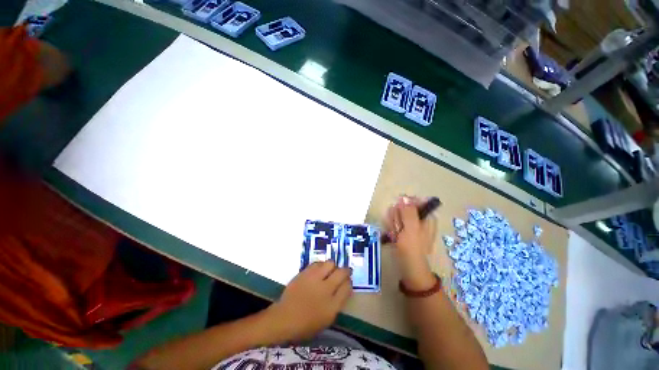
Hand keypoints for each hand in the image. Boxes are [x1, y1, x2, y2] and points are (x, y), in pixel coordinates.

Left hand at [267, 261, 351, 341]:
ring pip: (330, 263)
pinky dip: (321, 265)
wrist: (284, 318)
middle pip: (342, 273)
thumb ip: (337, 303)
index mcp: (332, 306)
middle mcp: (325, 289)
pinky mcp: (305, 273)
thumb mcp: (326, 320)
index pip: (347, 287)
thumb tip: (343, 288)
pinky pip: (317, 263)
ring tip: (330, 270)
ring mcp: (314, 279)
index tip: (348, 281)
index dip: (349, 282)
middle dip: (346, 271)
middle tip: (344, 271)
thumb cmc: (306, 324)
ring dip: (332, 266)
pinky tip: (319, 270)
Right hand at [384, 196, 436, 289]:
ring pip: (397, 214)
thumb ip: (409, 212)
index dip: (403, 205)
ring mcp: (410, 224)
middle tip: (398, 228)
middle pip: (403, 208)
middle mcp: (419, 218)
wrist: (409, 266)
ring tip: (396, 234)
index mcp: (426, 216)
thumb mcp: (411, 229)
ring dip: (393, 223)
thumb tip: (404, 197)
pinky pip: (394, 222)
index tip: (399, 213)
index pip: (413, 201)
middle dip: (397, 217)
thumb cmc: (412, 248)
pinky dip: (392, 228)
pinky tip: (393, 236)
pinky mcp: (403, 229)